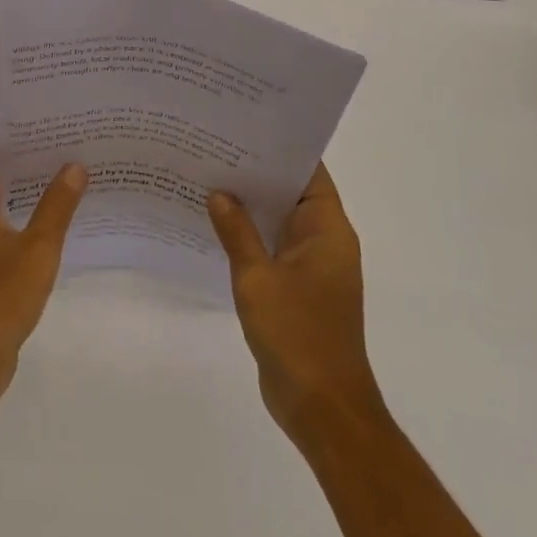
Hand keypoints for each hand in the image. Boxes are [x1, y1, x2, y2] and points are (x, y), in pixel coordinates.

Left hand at [0, 118, 87, 416]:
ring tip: (69, 168)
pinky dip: (23, 207)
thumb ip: (57, 205)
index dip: (5, 122)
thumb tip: (75, 165)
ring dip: (26, 179)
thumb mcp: (37, 250)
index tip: (42, 116)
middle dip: (23, 148)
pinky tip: (59, 213)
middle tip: (66, 137)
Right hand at [208, 164, 385, 445]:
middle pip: (292, 193)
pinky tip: (215, 225)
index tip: (245, 128)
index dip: (280, 149)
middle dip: (257, 174)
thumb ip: (237, 232)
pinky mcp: (298, 288)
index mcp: (328, 231)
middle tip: (215, 148)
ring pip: (279, 221)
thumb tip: (219, 193)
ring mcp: (312, 267)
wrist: (321, 407)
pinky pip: (273, 248)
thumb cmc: (297, 335)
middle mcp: (324, 241)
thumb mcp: (257, 278)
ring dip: (250, 206)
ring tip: (208, 177)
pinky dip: (250, 235)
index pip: (309, 173)